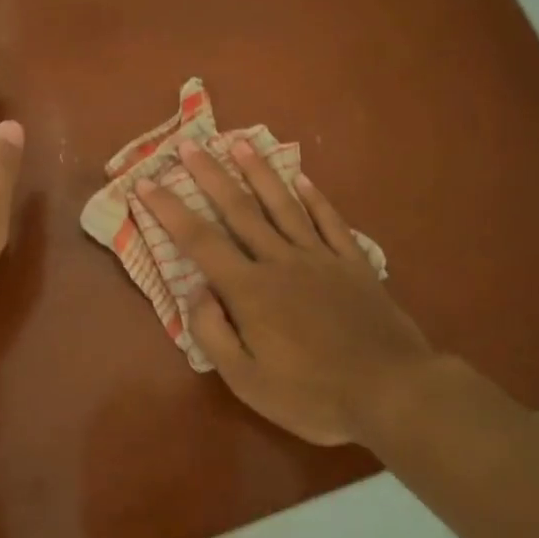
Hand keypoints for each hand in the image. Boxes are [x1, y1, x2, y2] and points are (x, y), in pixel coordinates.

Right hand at [139, 140, 438, 445]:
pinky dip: (315, 198)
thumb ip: (213, 333)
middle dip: (210, 175)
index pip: (199, 241)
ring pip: (283, 205)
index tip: (146, 183)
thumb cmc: (312, 394)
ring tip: (239, 143)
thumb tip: (196, 291)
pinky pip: (330, 221)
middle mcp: (280, 261)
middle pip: (239, 210)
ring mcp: (320, 257)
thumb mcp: (246, 381)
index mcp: (250, 290)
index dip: (169, 210)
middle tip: (189, 145)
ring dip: (258, 173)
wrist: (391, 390)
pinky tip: (303, 179)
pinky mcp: (353, 263)